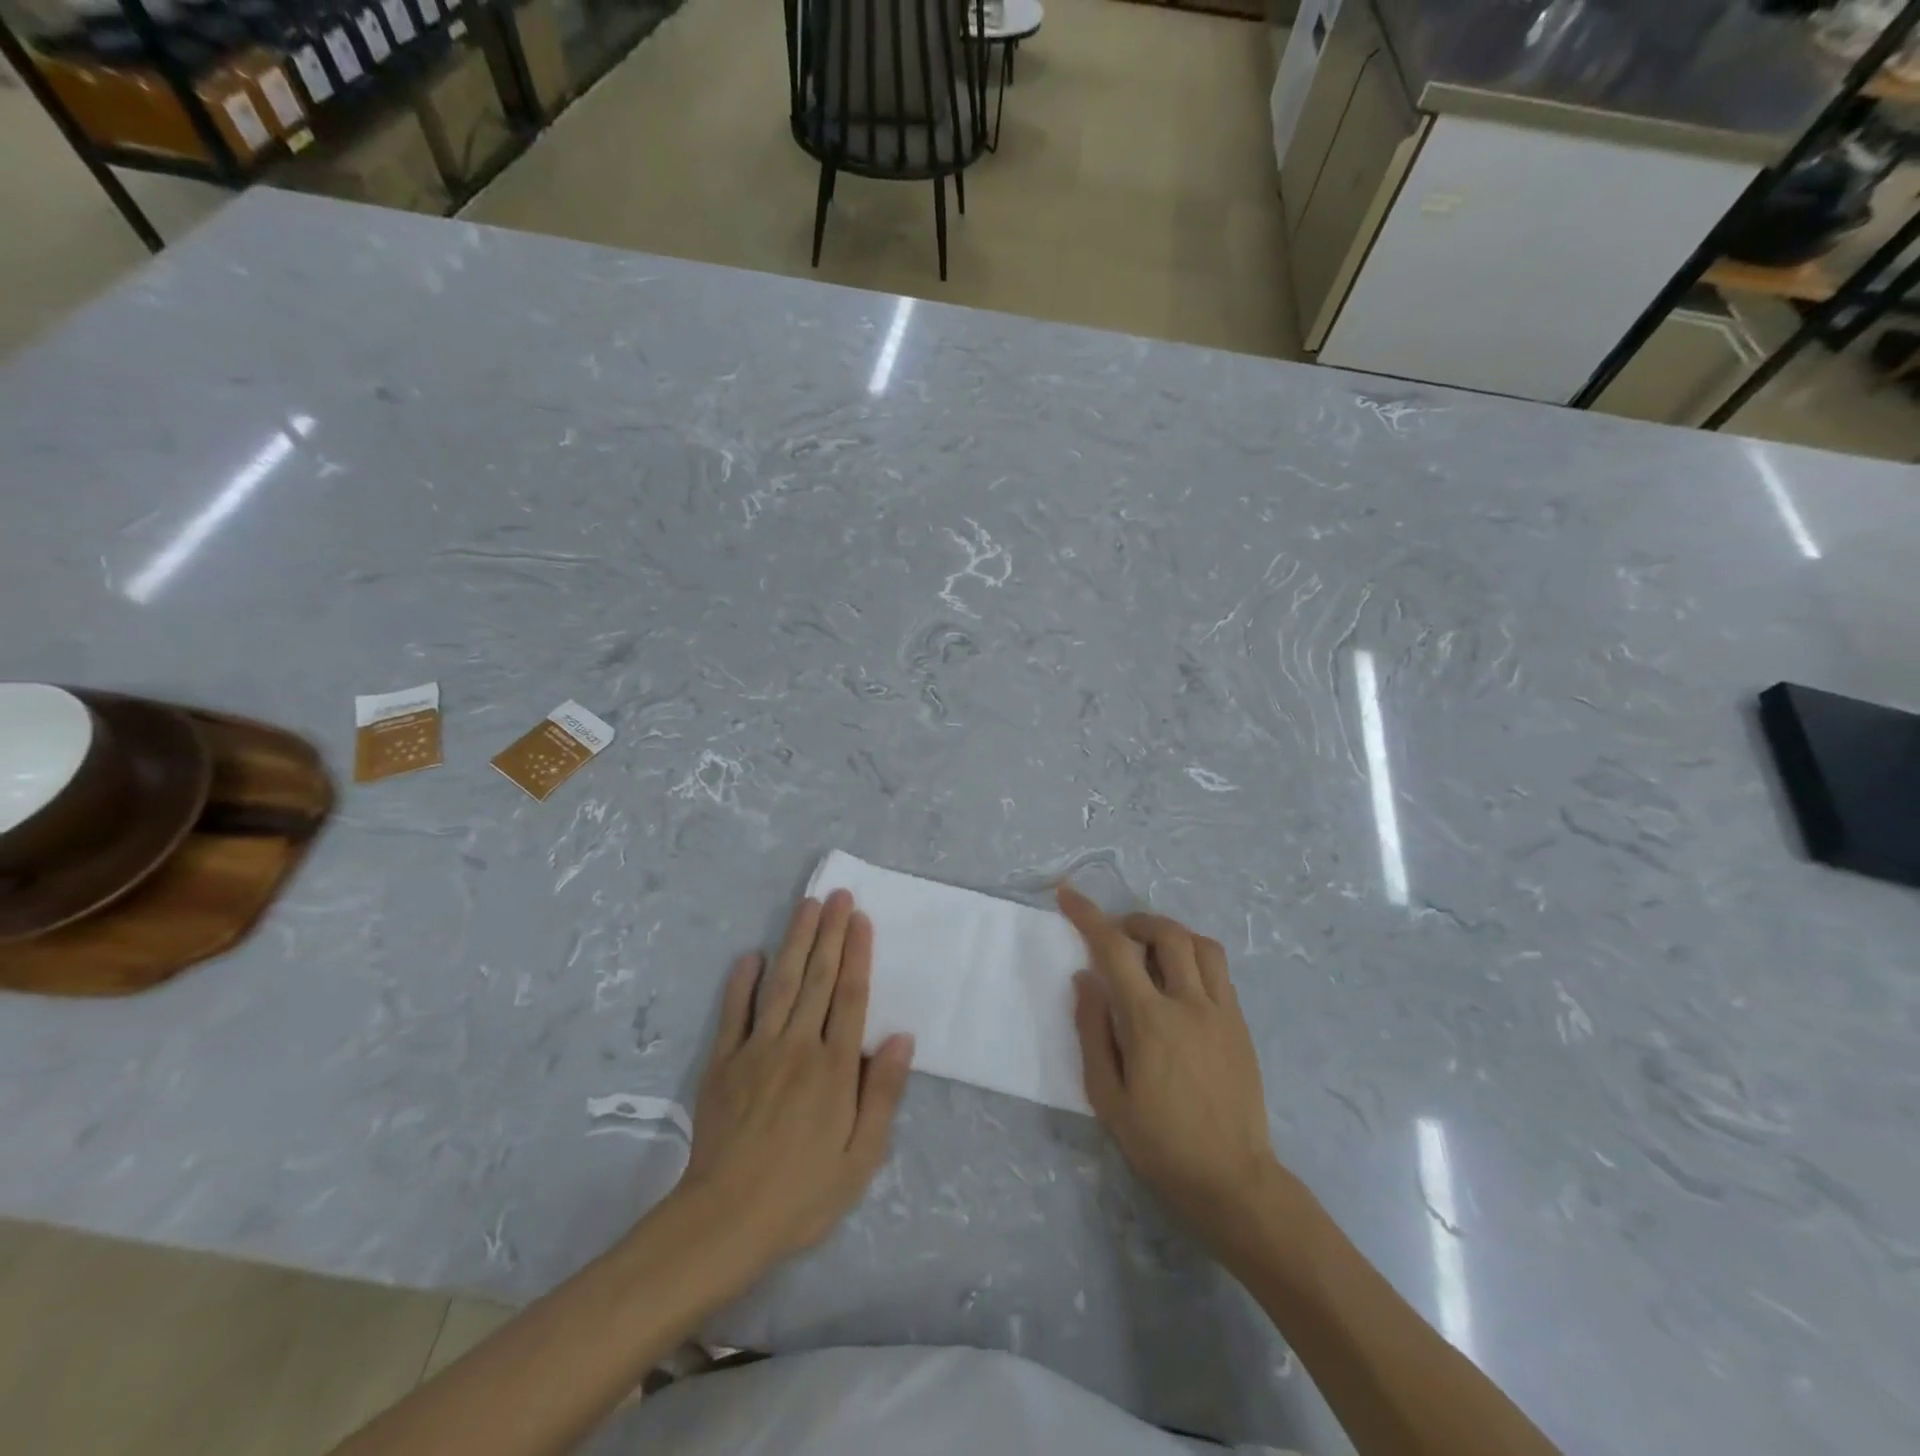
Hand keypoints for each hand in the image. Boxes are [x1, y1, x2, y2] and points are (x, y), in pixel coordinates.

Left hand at [677, 890, 914, 1260]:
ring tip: (806, 907)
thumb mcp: (860, 1158)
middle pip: (818, 978)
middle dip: (829, 933)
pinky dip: (742, 982)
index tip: (860, 918)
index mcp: (833, 1068)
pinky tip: (751, 955)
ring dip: (796, 942)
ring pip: (781, 984)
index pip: (850, 996)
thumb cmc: (803, 1193)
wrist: (724, 1222)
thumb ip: (882, 1094)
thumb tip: (902, 1038)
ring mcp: (756, 1051)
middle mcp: (797, 1046)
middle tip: (837, 895)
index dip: (857, 954)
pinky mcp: (723, 1063)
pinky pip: (734, 1013)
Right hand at [1059, 885, 1287, 1248]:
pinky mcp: (1240, 1024)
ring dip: (1169, 933)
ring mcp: (1222, 1011)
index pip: (1115, 949)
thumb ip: (1092, 1031)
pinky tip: (1179, 981)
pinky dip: (1194, 956)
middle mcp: (1190, 1004)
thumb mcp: (1107, 1097)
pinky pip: (1219, 969)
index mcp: (1150, 1021)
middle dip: (1133, 920)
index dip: (1088, 916)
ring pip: (1200, 944)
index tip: (1069, 895)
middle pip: (1165, 933)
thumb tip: (1084, 979)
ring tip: (1149, 950)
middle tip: (1115, 935)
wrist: (1232, 1179)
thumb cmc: (1160, 1143)